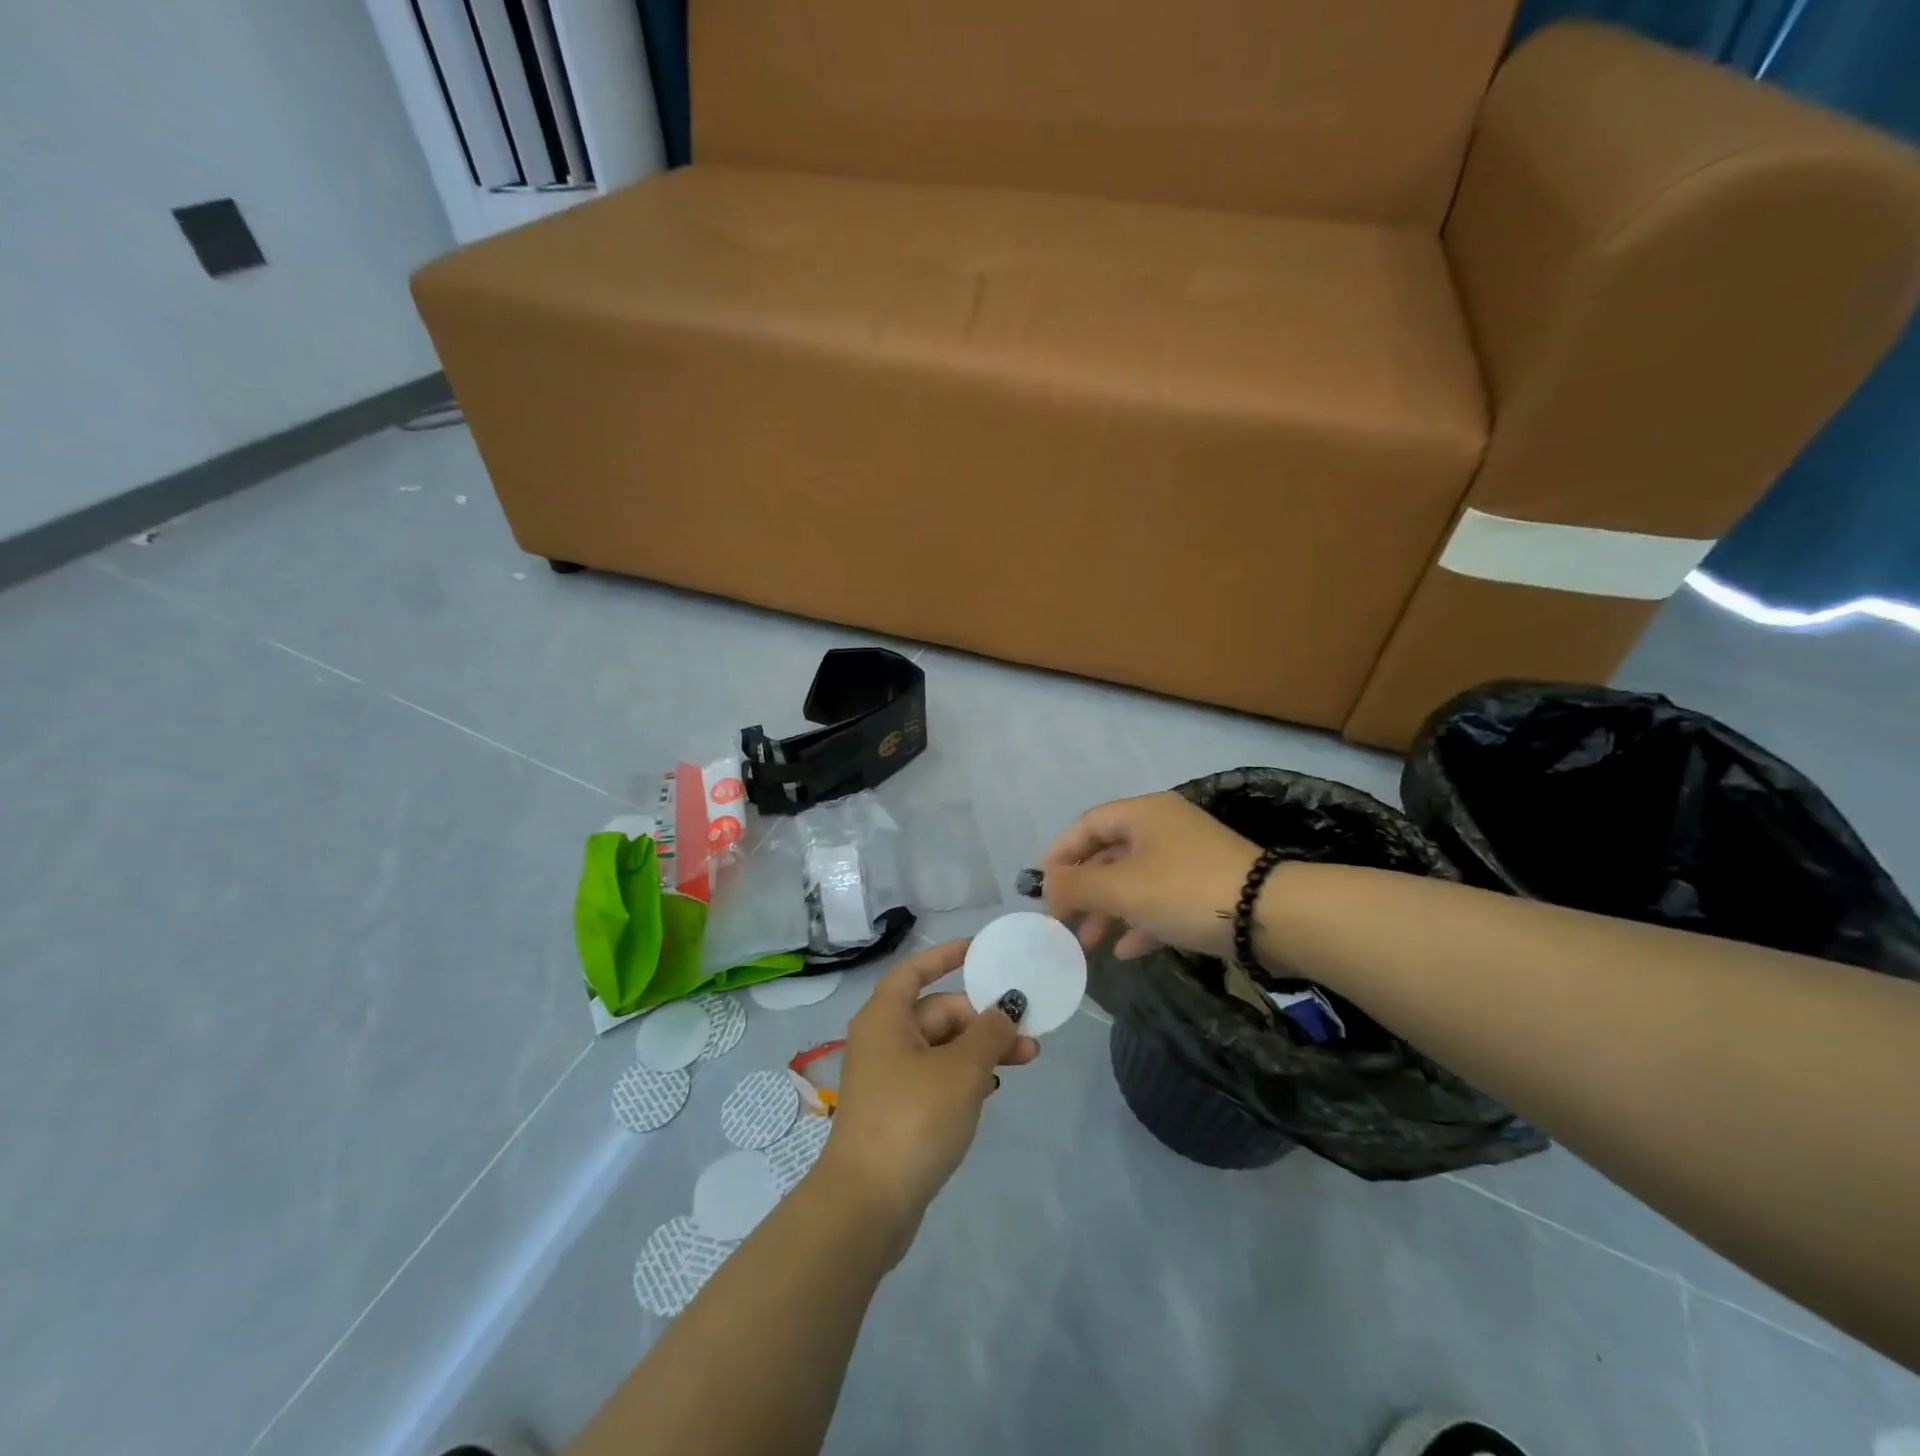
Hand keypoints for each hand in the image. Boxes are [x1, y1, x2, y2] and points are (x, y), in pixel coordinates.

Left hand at [817, 940, 1039, 1259]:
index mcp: (886, 1016)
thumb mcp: (961, 1070)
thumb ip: (989, 1032)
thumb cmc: (913, 1119)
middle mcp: (883, 1039)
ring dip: (981, 1048)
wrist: (867, 1205)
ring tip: (1027, 1059)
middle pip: (937, 1011)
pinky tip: (993, 1088)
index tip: (981, 950)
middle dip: (983, 1017)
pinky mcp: (897, 1110)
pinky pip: (936, 1076)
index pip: (916, 970)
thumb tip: (1006, 1006)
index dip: (947, 955)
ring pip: (941, 1047)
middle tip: (1028, 1032)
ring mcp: (888, 1077)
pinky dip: (964, 1075)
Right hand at [1042, 792, 1260, 960]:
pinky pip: (1161, 902)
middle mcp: (1164, 829)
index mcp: (1144, 814)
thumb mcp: (1122, 888)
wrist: (1272, 916)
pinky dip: (1139, 922)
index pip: (1087, 825)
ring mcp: (1188, 860)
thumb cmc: (1186, 890)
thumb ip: (1076, 886)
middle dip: (1083, 890)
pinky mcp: (1207, 890)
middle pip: (1109, 855)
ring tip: (1087, 944)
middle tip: (1062, 922)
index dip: (1060, 854)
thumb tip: (1044, 885)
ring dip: (1107, 911)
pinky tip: (1124, 951)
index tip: (1041, 888)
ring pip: (1134, 882)